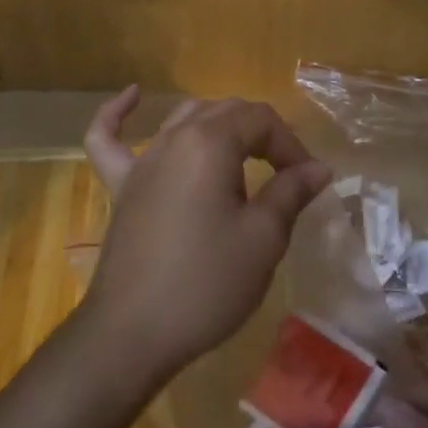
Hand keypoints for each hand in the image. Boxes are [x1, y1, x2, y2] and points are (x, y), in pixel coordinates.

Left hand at [78, 88, 332, 380]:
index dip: (291, 145)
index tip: (308, 182)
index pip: (260, 119)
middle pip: (224, 112)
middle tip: (286, 174)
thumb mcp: (262, 239)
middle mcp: (173, 139)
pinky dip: (119, 115)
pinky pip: (109, 139)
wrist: (133, 332)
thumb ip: (290, 193)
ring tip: (243, 152)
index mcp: (210, 143)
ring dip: (218, 127)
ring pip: (183, 119)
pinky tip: (134, 96)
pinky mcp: (120, 186)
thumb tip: (318, 168)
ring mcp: (141, 161)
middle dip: (262, 135)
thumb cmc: (206, 284)